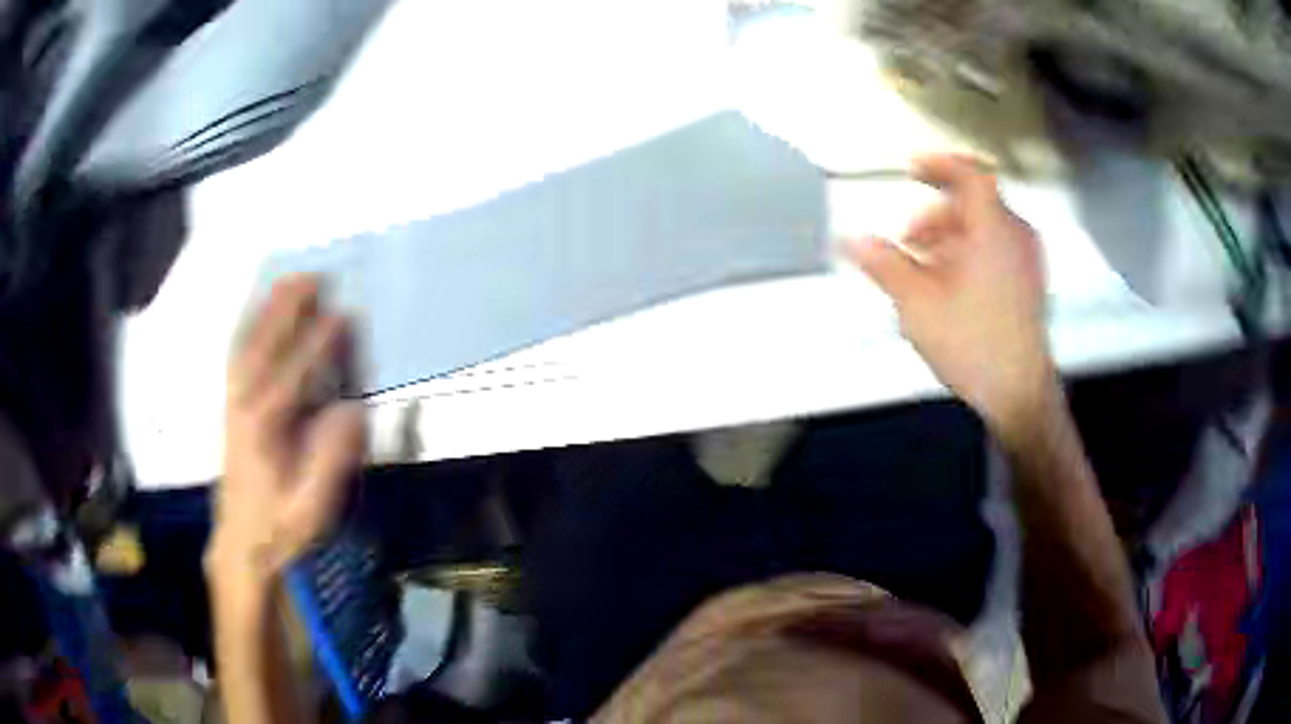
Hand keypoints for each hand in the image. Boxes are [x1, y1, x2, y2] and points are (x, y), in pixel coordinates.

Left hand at [207, 275, 363, 588]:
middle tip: (315, 276)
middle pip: (265, 346)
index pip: (294, 375)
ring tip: (288, 279)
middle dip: (288, 309)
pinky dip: (247, 326)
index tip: (345, 315)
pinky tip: (257, 310)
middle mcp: (245, 405)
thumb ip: (329, 460)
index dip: (320, 344)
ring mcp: (233, 402)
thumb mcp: (311, 508)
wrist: (243, 542)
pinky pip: (236, 354)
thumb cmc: (280, 526)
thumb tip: (351, 410)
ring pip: (247, 344)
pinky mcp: (230, 404)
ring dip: (266, 309)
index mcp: (266, 429)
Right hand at [847, 154, 1054, 433]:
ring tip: (925, 269)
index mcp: (992, 229)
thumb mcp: (916, 302)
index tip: (914, 167)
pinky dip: (971, 254)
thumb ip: (882, 263)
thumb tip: (851, 240)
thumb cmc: (977, 346)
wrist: (1019, 392)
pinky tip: (952, 287)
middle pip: (972, 204)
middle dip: (934, 216)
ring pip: (984, 229)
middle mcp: (1016, 237)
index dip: (938, 163)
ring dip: (950, 237)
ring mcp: (1028, 261)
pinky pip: (998, 250)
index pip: (969, 172)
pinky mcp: (1030, 283)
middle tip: (909, 240)